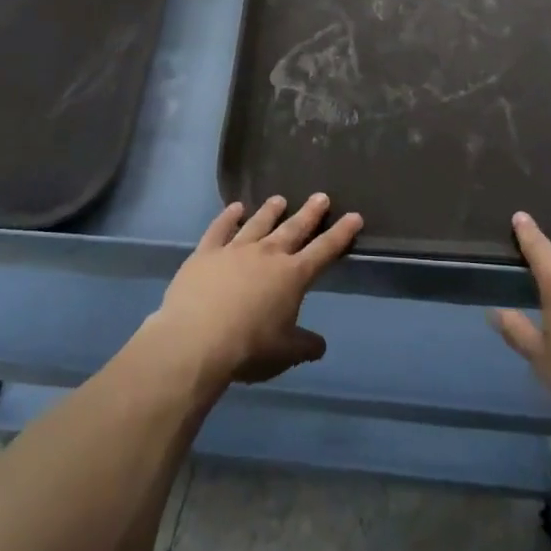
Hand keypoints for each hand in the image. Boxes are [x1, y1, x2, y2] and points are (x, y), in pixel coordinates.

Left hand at [146, 195, 362, 385]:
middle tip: (321, 196)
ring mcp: (235, 249)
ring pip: (258, 223)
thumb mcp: (285, 354)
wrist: (197, 339)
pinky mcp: (206, 252)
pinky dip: (228, 216)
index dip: (341, 233)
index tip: (354, 216)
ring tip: (280, 199)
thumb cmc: (249, 349)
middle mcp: (267, 254)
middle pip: (293, 228)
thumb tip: (320, 344)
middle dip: (310, 213)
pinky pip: (220, 228)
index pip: (324, 250)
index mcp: (292, 276)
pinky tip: (234, 208)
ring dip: (271, 211)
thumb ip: (304, 346)